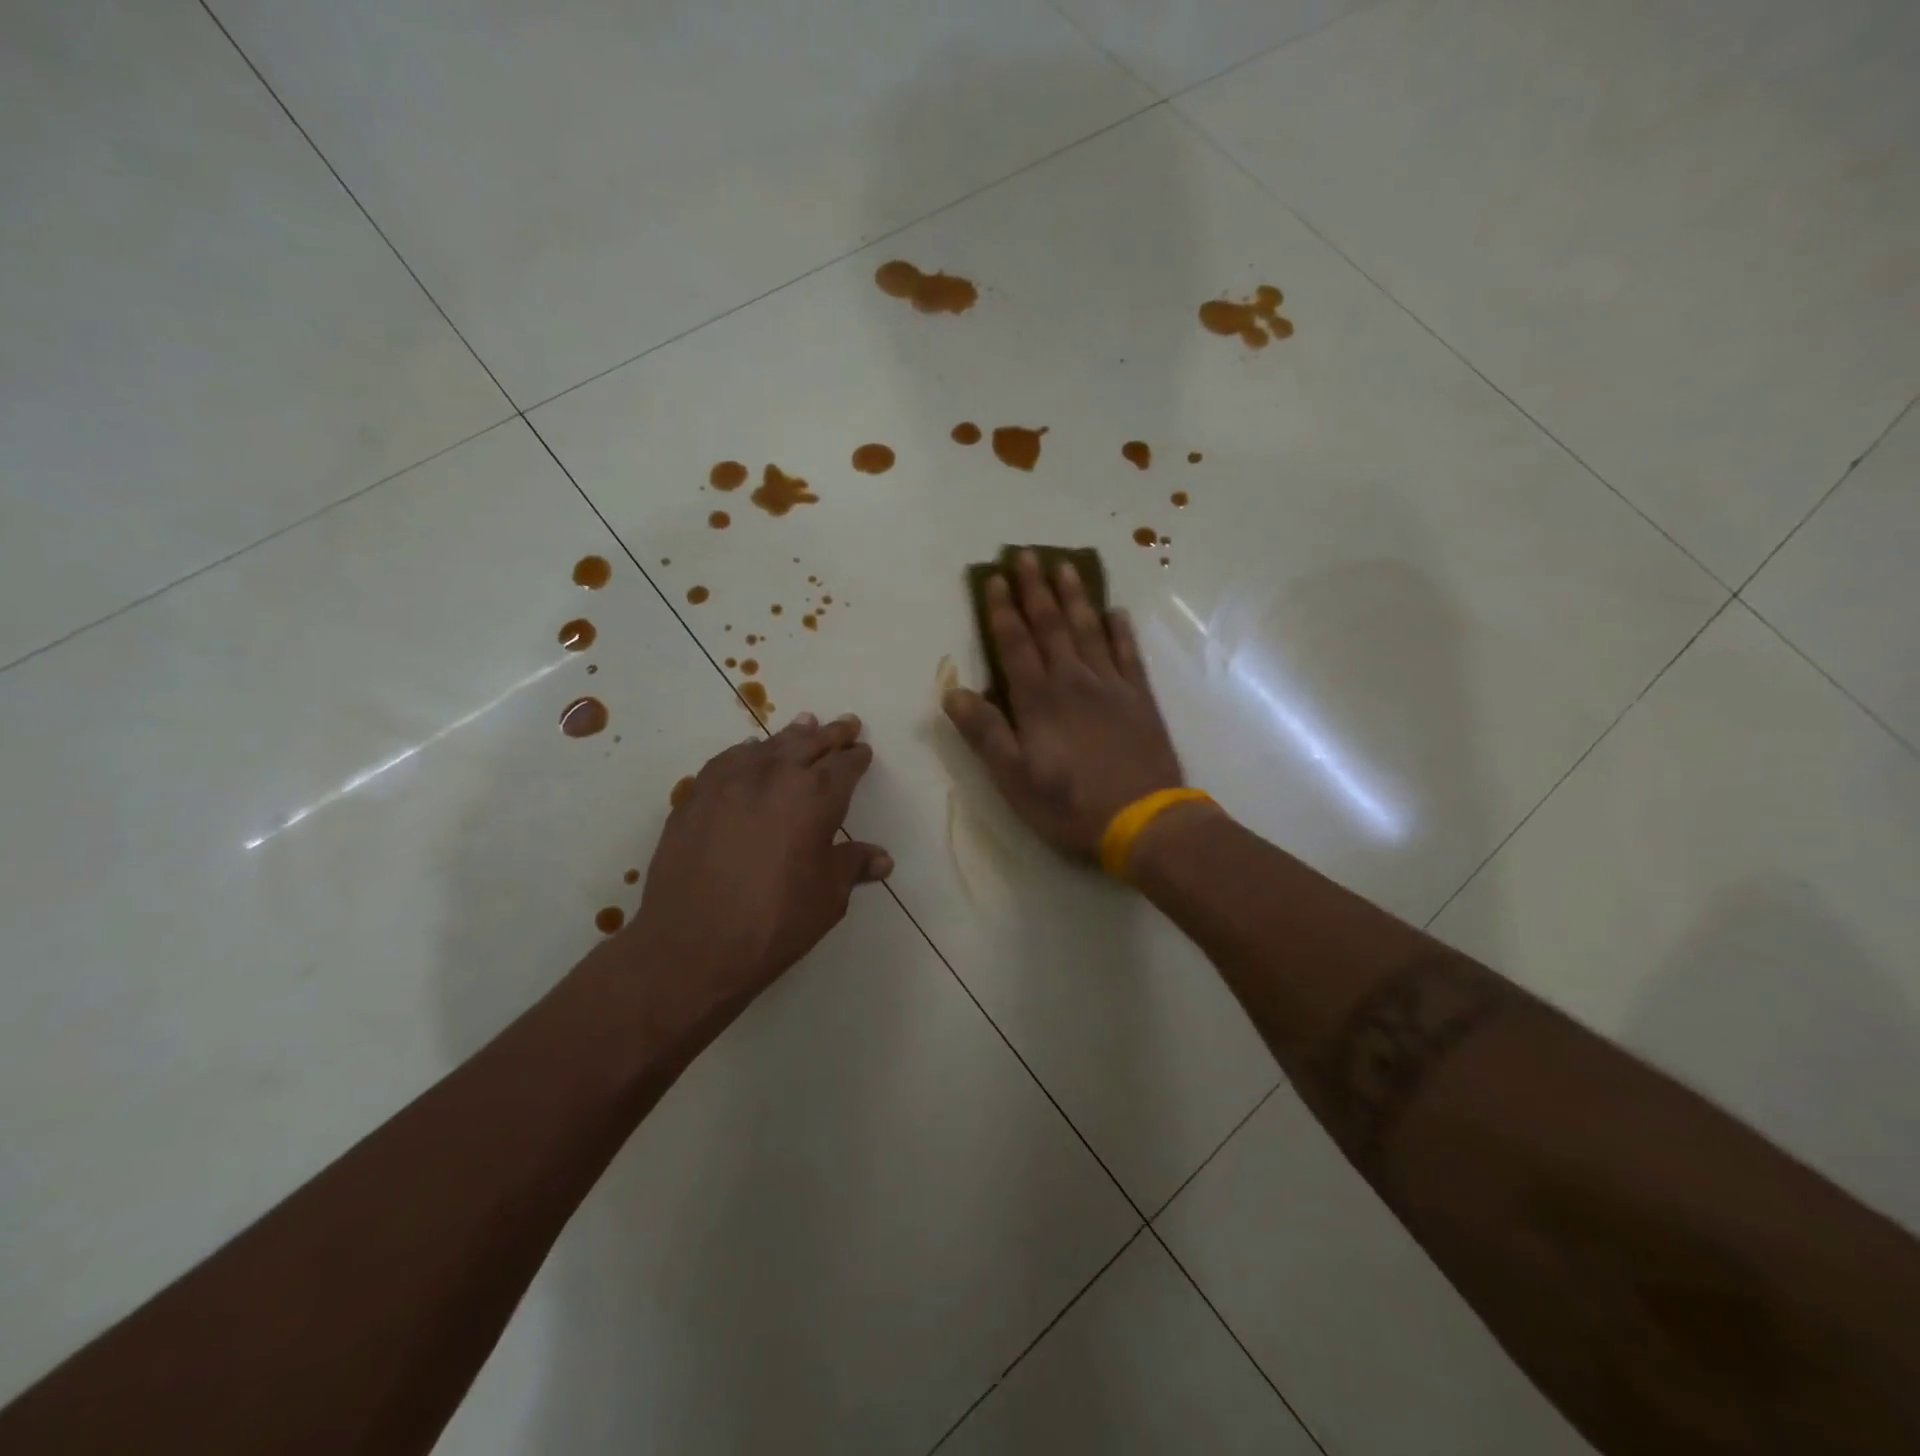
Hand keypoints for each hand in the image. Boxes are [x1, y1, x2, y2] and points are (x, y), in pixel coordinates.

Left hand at [623, 713, 890, 1033]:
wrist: (693, 944)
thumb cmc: (775, 922)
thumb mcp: (827, 897)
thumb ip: (852, 866)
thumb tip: (881, 859)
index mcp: (816, 797)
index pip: (845, 766)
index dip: (857, 757)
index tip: (863, 751)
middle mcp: (775, 776)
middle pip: (809, 743)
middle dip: (831, 734)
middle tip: (845, 724)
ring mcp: (730, 781)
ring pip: (769, 745)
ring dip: (792, 735)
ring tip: (805, 723)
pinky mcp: (696, 795)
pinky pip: (729, 760)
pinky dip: (748, 752)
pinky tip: (750, 754)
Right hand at [942, 551, 1185, 859]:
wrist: (1143, 821)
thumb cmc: (1070, 805)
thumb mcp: (1014, 779)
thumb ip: (985, 733)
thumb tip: (953, 692)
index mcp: (1039, 699)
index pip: (1015, 644)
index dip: (1002, 610)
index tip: (994, 579)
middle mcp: (1073, 680)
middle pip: (1051, 625)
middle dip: (1035, 589)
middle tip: (1027, 555)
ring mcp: (1111, 686)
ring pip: (1089, 629)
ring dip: (1075, 597)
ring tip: (1066, 566)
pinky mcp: (1140, 698)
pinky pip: (1128, 653)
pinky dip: (1120, 630)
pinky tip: (1116, 611)